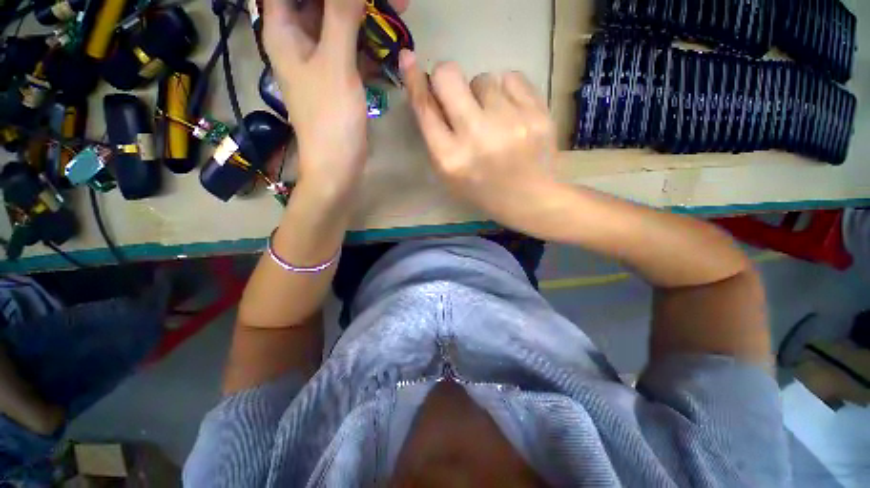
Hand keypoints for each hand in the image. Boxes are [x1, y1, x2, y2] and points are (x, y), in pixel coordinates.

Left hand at [262, 0, 373, 199]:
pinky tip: (388, 43)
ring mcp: (320, 58)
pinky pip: (352, 48)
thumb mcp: (335, 65)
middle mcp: (299, 39)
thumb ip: (341, 17)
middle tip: (391, 1)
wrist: (338, 165)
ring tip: (398, 10)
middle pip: (319, 2)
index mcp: (284, 29)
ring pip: (339, 22)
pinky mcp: (338, 76)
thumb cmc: (331, 119)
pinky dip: (369, 43)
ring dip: (365, 15)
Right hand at [400, 50, 561, 235]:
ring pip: (483, 78)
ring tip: (494, 119)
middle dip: (447, 78)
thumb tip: (427, 91)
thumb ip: (436, 137)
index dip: (415, 81)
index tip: (409, 59)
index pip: (425, 108)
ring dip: (482, 94)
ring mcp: (509, 122)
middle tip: (458, 94)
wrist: (530, 200)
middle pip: (449, 75)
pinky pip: (511, 78)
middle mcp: (475, 136)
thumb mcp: (450, 174)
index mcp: (450, 159)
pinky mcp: (536, 113)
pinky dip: (507, 92)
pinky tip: (512, 113)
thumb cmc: (484, 191)